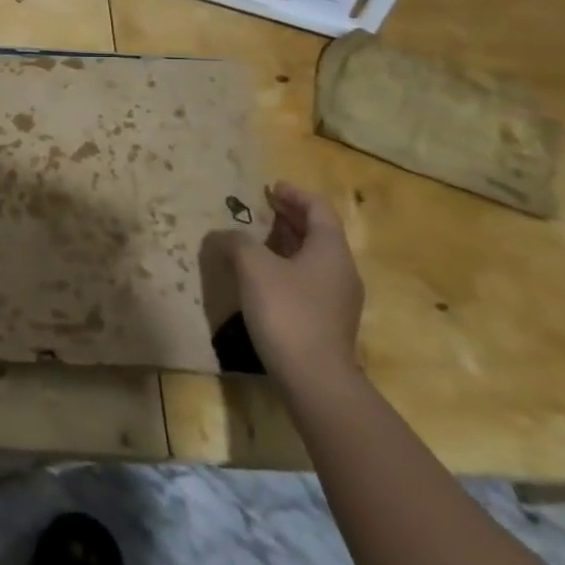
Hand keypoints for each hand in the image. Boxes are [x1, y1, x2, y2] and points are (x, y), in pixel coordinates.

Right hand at [204, 182, 363, 389]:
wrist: (314, 378)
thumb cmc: (286, 311)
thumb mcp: (253, 267)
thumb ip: (236, 242)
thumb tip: (224, 235)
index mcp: (330, 250)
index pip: (319, 209)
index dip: (295, 194)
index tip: (270, 187)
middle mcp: (340, 270)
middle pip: (318, 232)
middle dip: (290, 216)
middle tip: (262, 207)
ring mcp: (336, 298)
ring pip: (312, 257)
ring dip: (286, 242)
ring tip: (257, 238)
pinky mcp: (326, 320)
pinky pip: (307, 279)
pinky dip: (286, 265)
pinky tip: (262, 275)